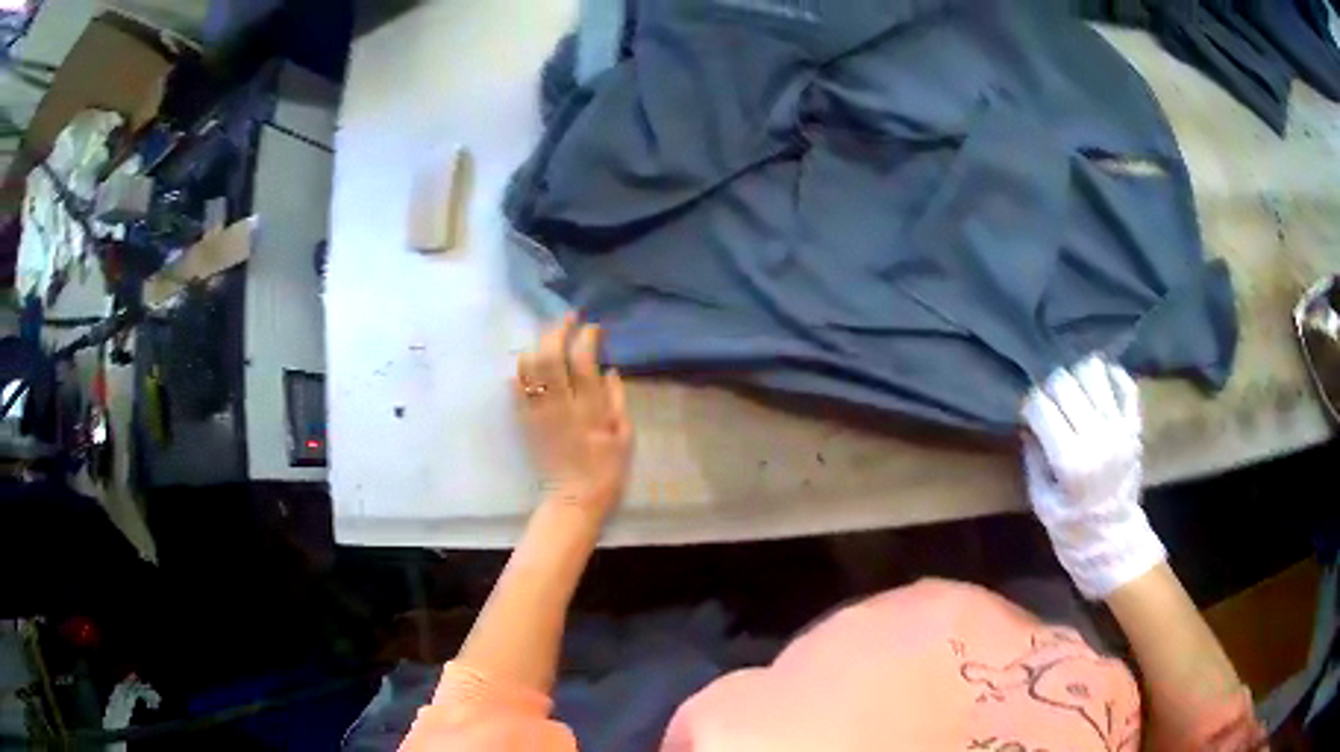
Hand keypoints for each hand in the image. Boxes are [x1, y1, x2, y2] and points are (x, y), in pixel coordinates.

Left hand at [515, 315, 632, 519]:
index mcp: (589, 408)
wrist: (573, 500)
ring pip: (529, 367)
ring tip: (549, 338)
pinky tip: (531, 362)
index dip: (587, 337)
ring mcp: (538, 412)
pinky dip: (522, 369)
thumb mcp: (625, 435)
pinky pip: (516, 388)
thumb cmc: (607, 470)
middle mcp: (561, 405)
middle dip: (558, 330)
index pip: (583, 360)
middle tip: (568, 320)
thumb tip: (609, 369)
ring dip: (538, 345)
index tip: (594, 328)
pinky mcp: (524, 421)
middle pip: (550, 355)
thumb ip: (617, 399)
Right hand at [1021, 355, 1164, 599]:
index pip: (1042, 406)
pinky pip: (1125, 383)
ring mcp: (1120, 427)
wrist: (1114, 542)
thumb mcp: (1042, 502)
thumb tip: (1029, 425)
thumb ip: (1035, 460)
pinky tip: (1098, 388)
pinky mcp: (1134, 425)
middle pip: (1065, 382)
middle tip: (1049, 405)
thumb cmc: (1072, 529)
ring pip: (1094, 371)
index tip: (1028, 416)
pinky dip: (1110, 377)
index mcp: (1071, 460)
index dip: (1029, 406)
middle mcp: (1097, 436)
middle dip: (1049, 389)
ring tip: (1074, 393)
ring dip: (1078, 377)